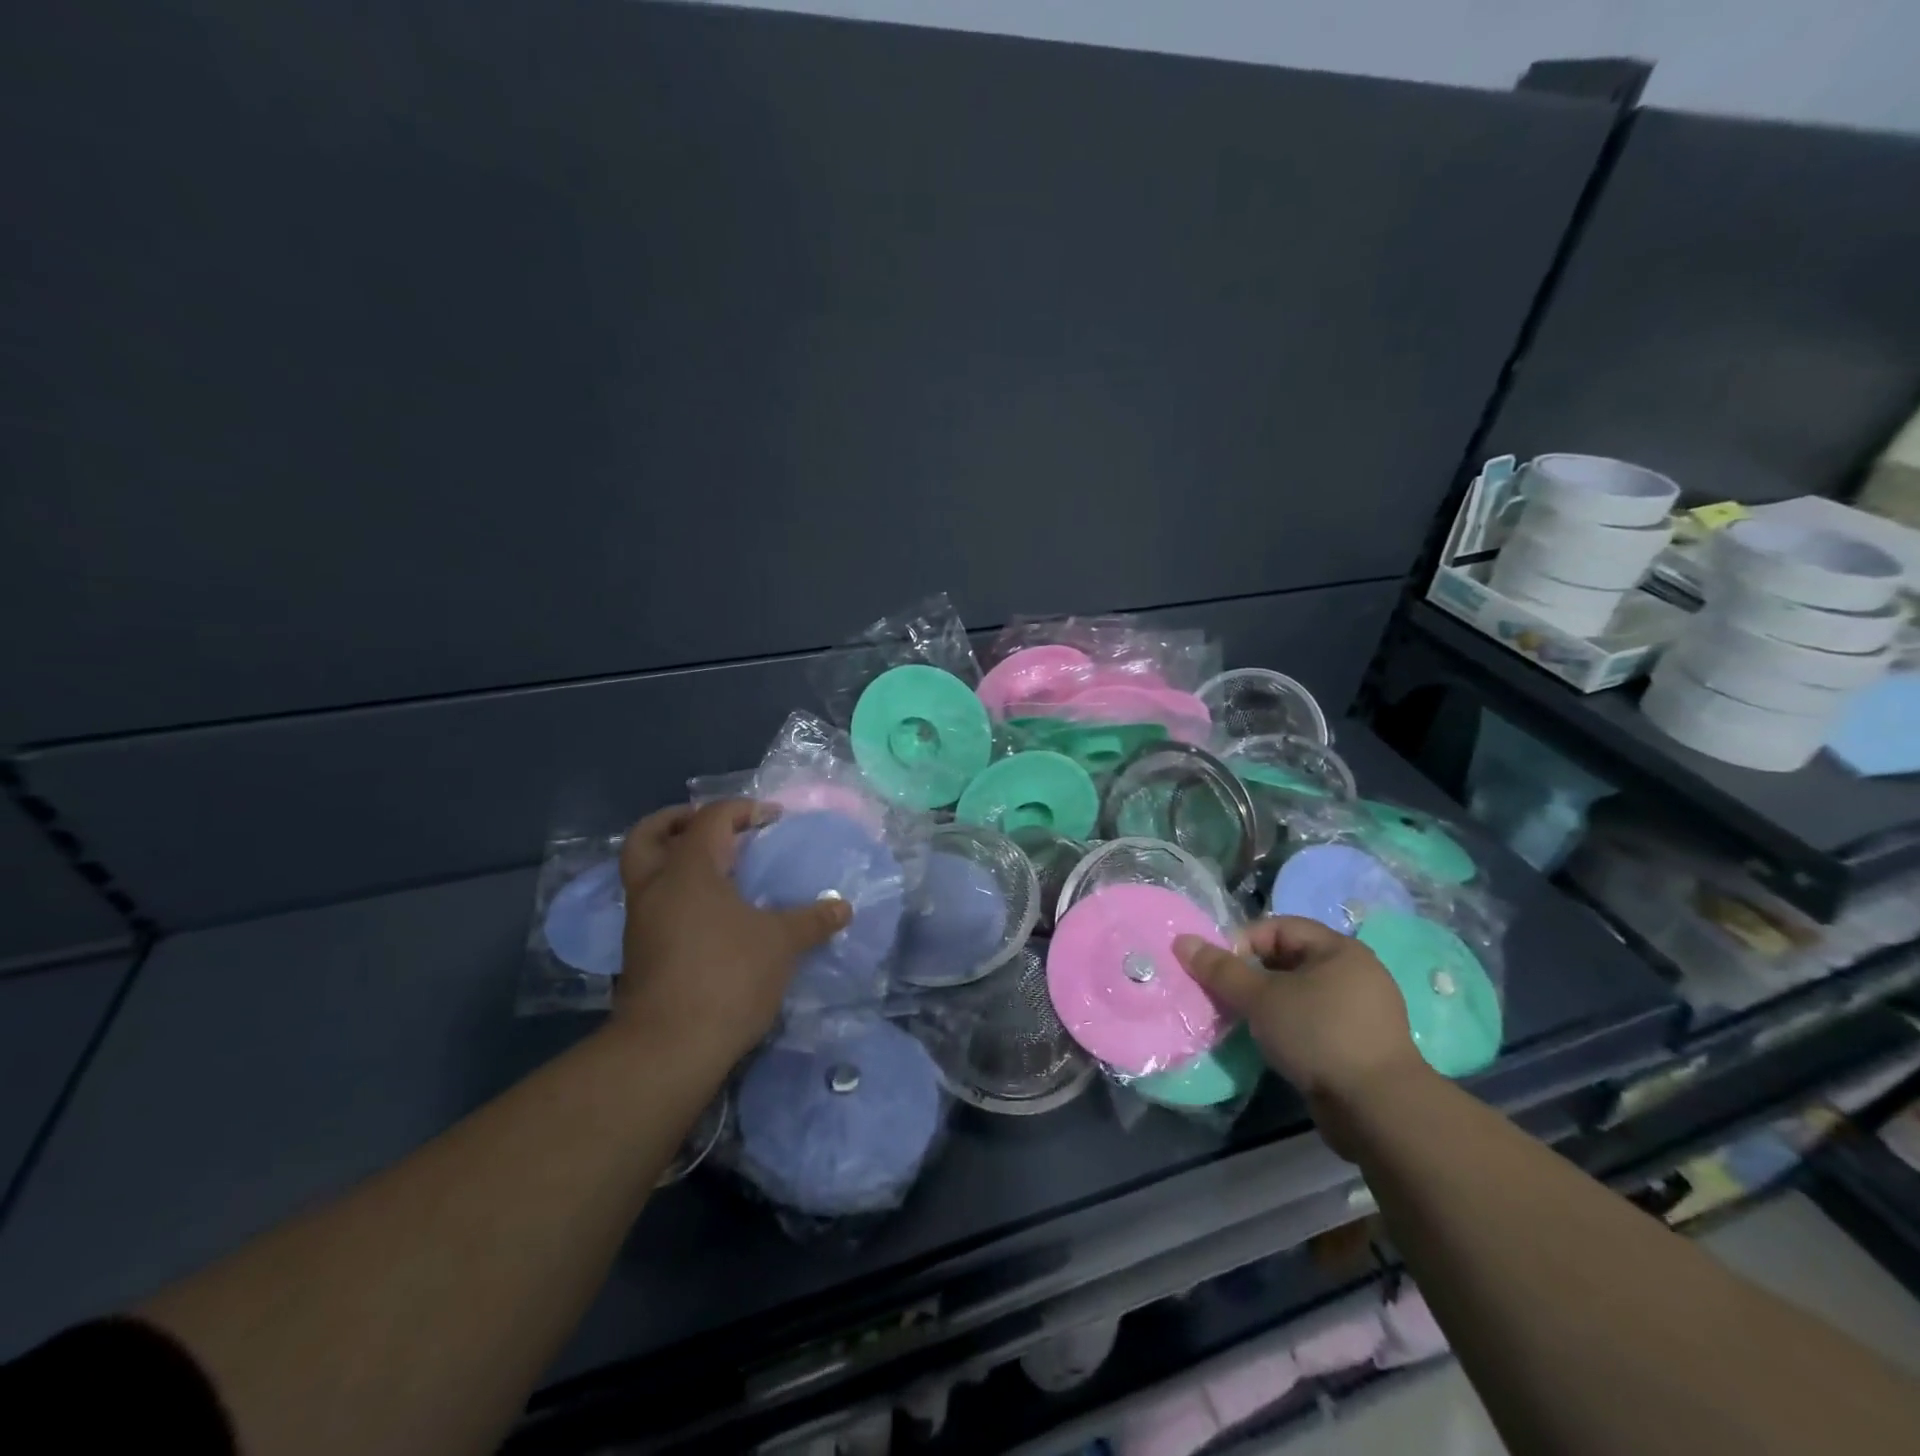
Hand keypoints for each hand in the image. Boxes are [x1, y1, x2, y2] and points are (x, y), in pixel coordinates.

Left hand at [613, 801, 849, 1070]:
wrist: (669, 1048)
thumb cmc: (727, 977)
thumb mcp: (781, 944)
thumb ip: (812, 920)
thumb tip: (843, 907)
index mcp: (688, 870)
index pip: (710, 818)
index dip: (743, 810)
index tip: (773, 820)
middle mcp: (655, 887)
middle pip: (648, 835)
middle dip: (677, 821)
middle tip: (712, 826)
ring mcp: (640, 922)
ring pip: (643, 871)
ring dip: (672, 859)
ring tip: (715, 870)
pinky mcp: (638, 953)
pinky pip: (651, 904)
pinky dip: (674, 894)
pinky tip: (708, 913)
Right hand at [1174, 917, 1430, 1145]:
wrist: (1378, 1110)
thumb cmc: (1318, 1035)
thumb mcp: (1261, 998)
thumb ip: (1221, 969)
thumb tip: (1182, 941)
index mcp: (1339, 949)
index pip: (1279, 927)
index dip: (1244, 942)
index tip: (1220, 970)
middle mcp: (1356, 973)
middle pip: (1290, 959)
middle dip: (1253, 975)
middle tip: (1227, 996)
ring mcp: (1362, 1011)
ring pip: (1301, 993)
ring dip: (1269, 1003)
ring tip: (1245, 1021)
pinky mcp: (1361, 1045)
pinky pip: (1314, 1022)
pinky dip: (1289, 1026)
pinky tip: (1272, 1044)